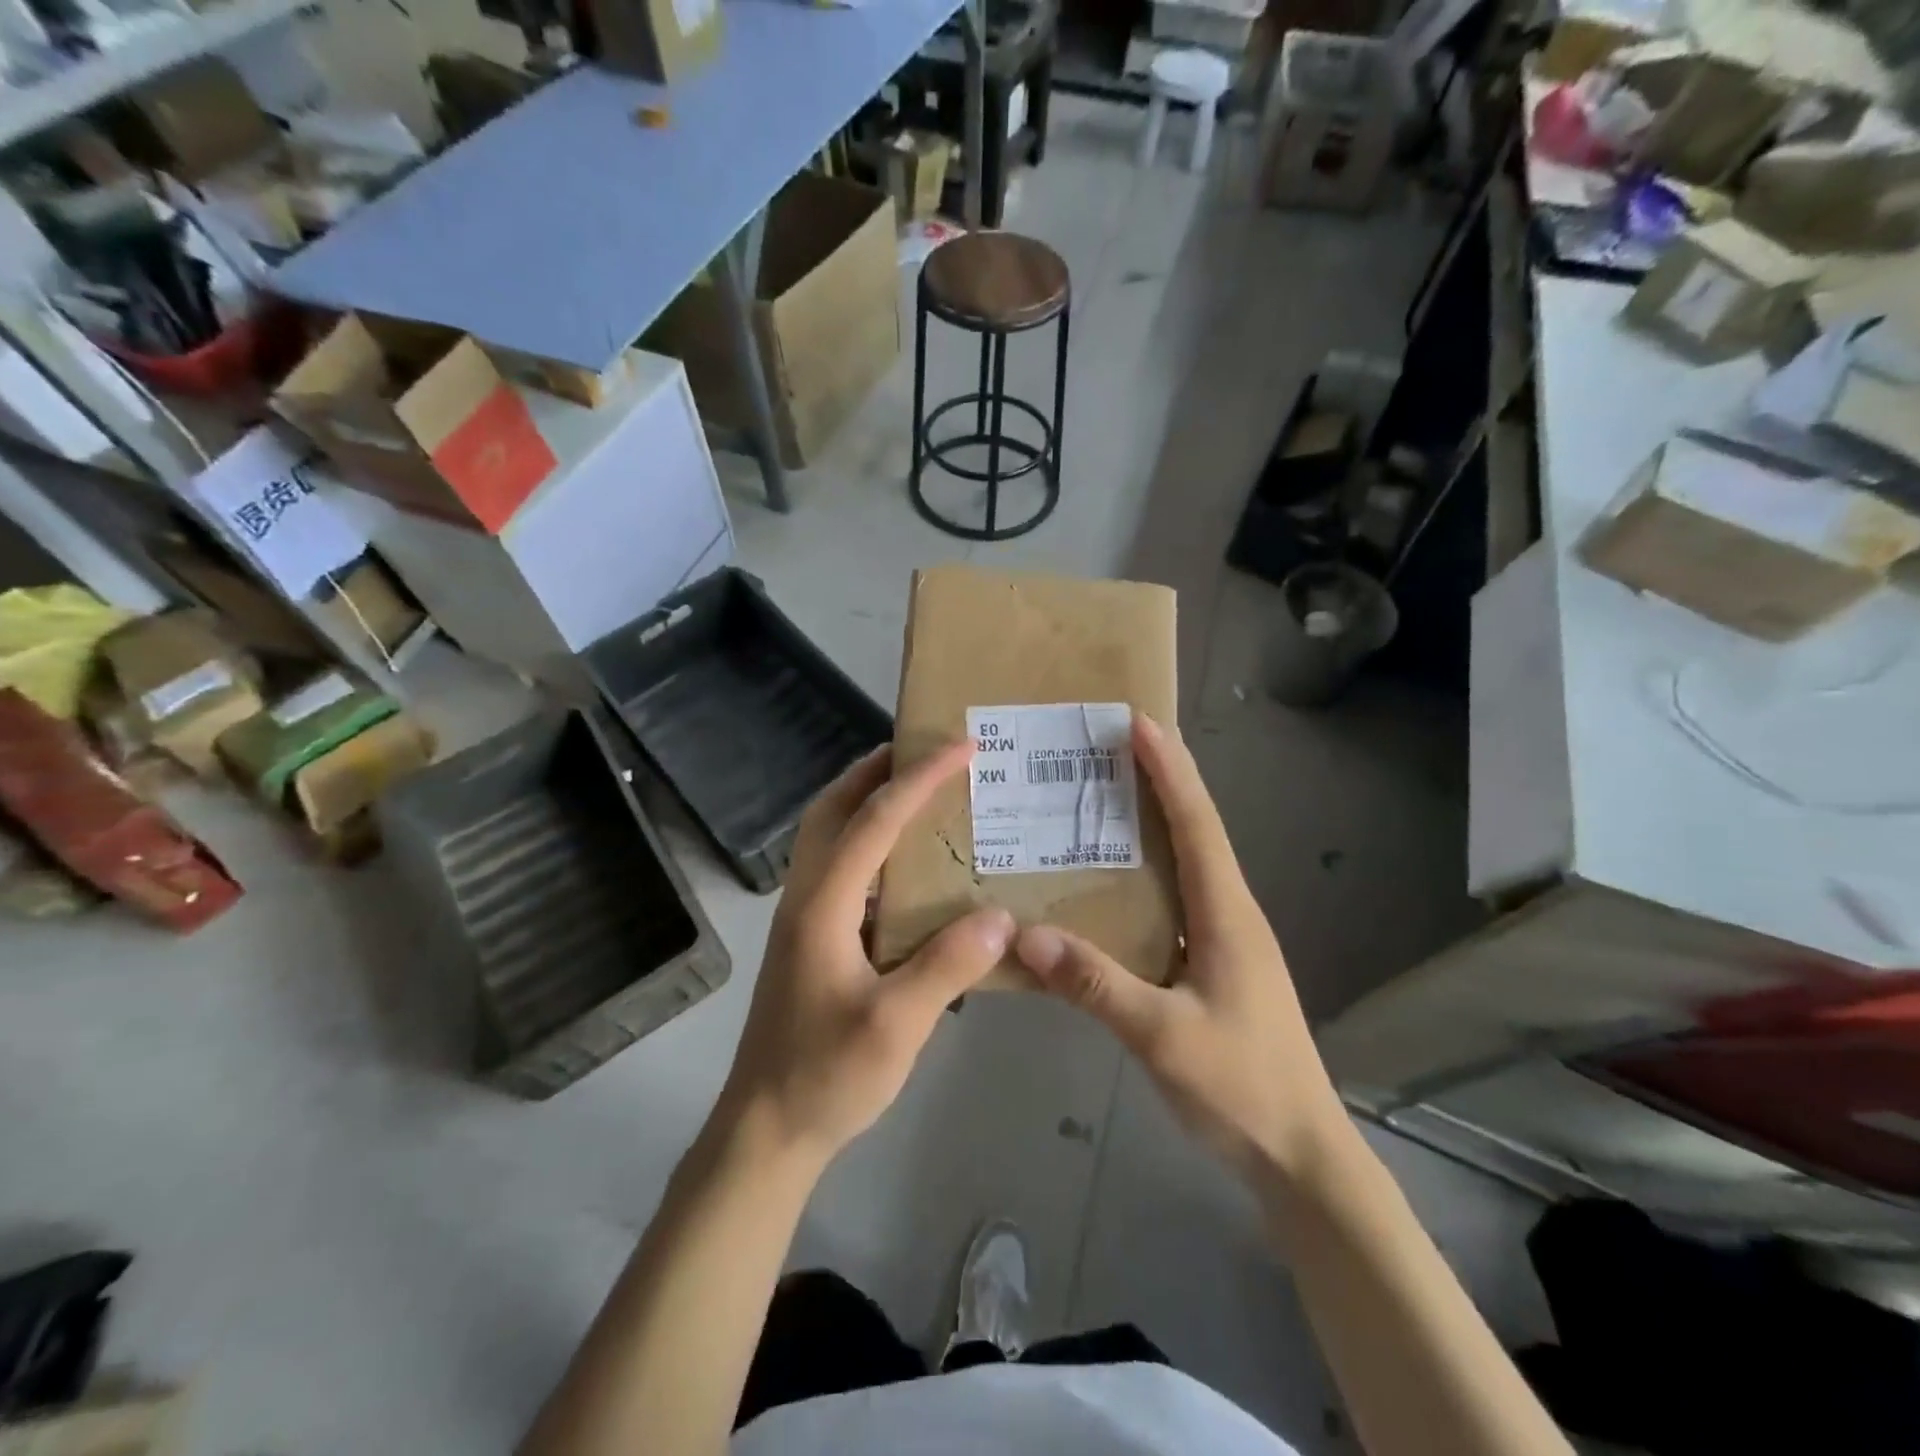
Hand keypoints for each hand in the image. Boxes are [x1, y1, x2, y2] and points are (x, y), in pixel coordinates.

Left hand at [712, 740, 1014, 1169]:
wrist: (764, 1129)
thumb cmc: (825, 1076)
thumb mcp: (895, 1026)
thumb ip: (947, 966)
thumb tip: (1001, 916)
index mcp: (822, 904)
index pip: (873, 820)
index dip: (919, 777)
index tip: (961, 746)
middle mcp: (806, 896)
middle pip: (833, 808)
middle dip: (876, 768)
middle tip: (927, 749)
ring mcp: (803, 916)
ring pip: (829, 834)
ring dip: (868, 798)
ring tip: (920, 789)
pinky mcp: (811, 937)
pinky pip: (840, 866)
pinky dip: (869, 840)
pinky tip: (907, 863)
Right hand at [1014, 714, 1345, 1186]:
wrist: (1300, 1156)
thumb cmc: (1243, 1088)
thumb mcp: (1162, 1037)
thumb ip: (1096, 984)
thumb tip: (1025, 934)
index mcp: (1226, 914)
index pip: (1197, 824)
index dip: (1170, 770)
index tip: (1139, 723)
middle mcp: (1229, 913)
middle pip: (1194, 830)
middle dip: (1161, 780)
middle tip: (1111, 746)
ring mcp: (1223, 939)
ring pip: (1185, 863)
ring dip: (1154, 822)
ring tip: (1103, 797)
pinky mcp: (1212, 964)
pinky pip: (1173, 899)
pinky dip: (1146, 873)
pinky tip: (1109, 882)